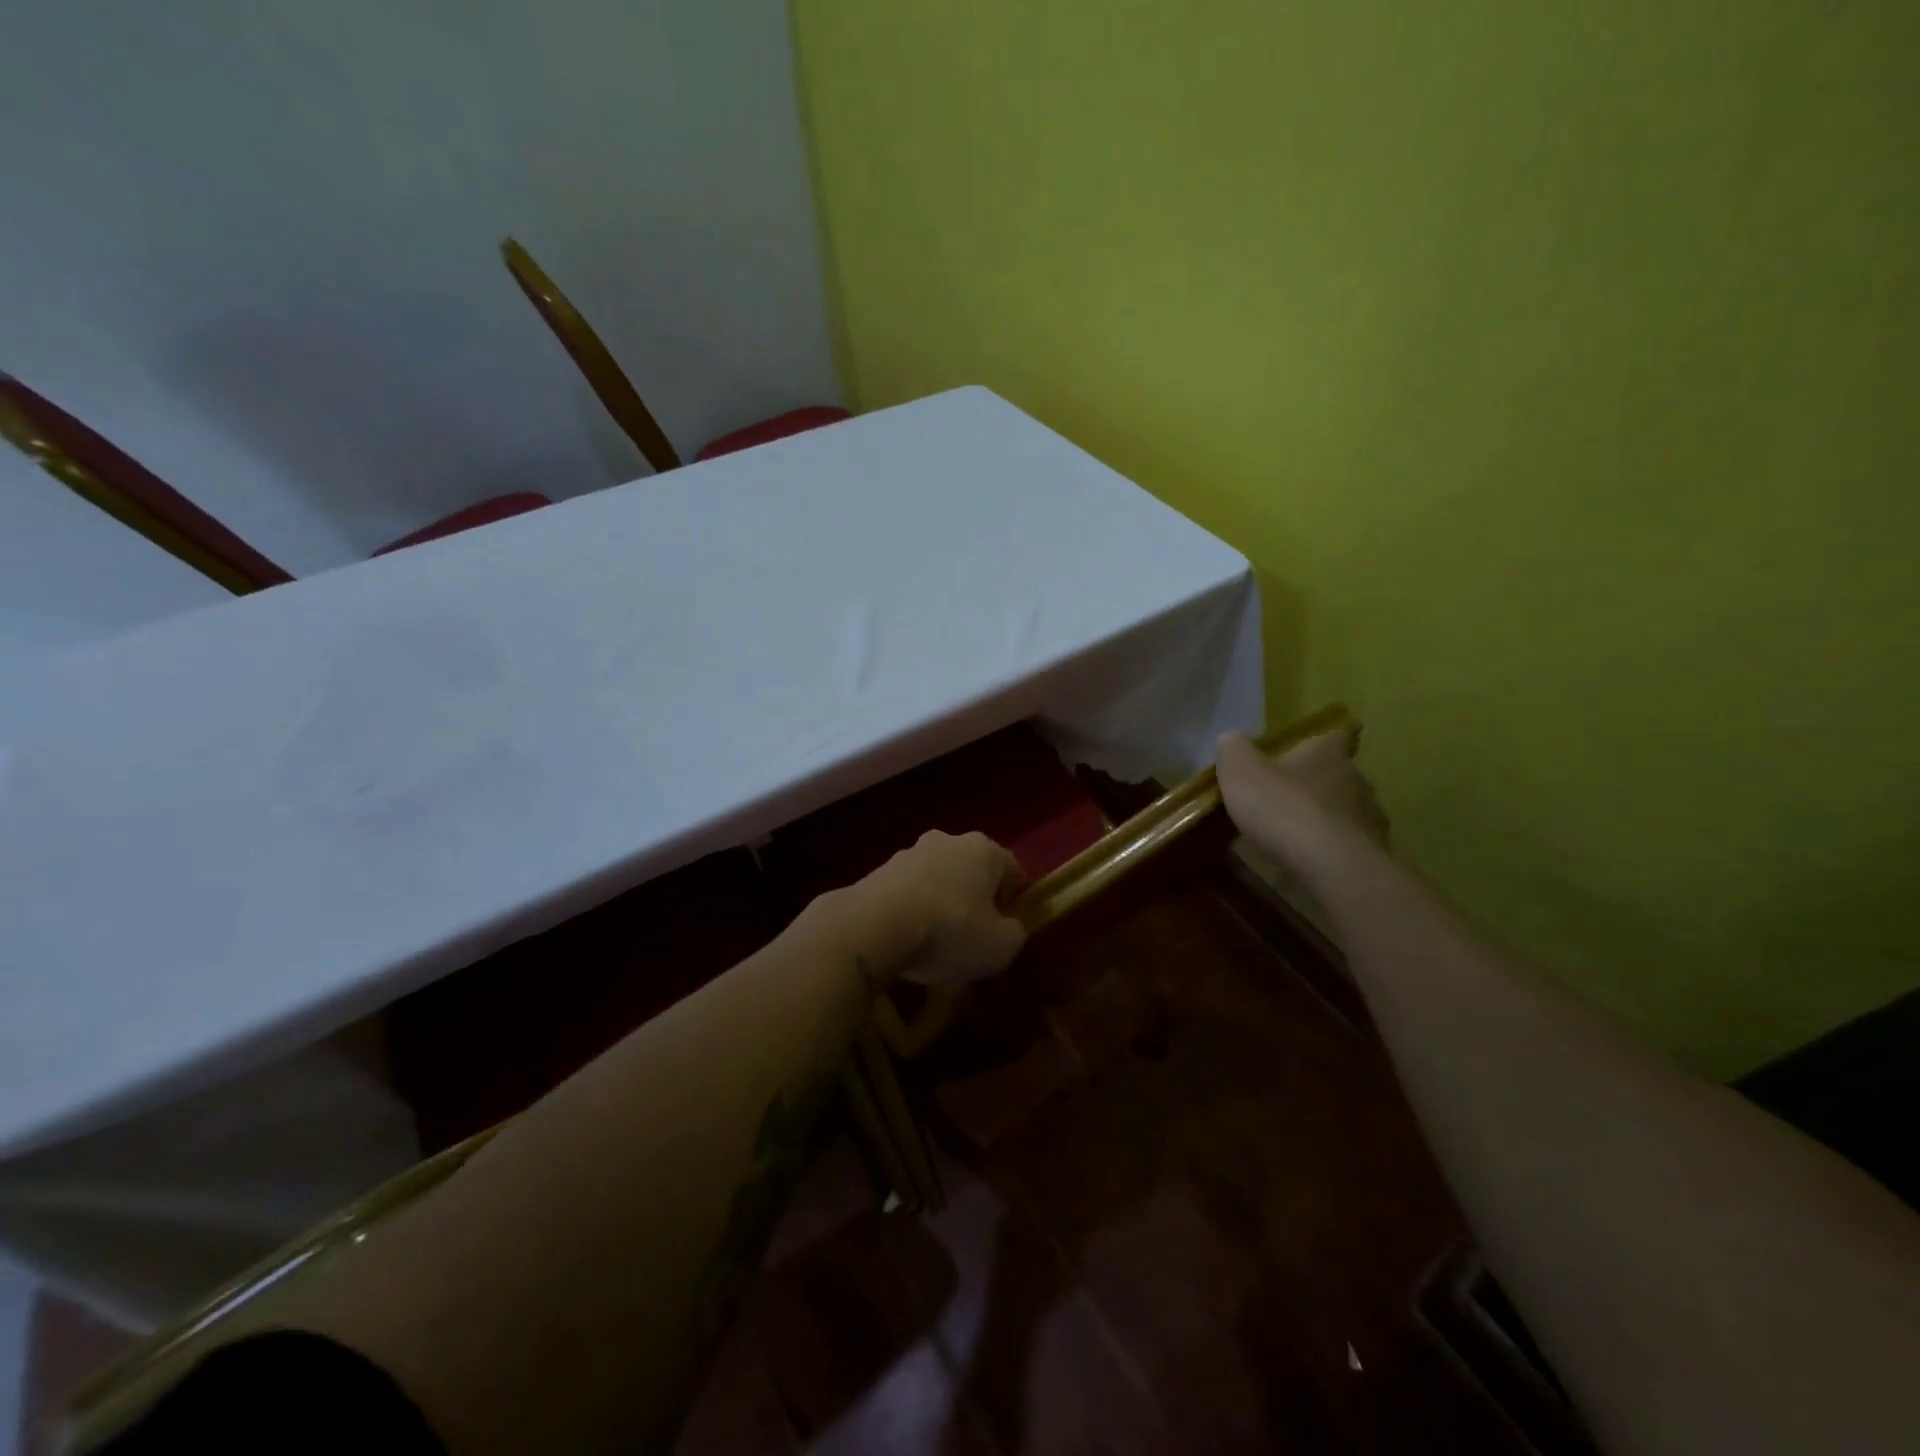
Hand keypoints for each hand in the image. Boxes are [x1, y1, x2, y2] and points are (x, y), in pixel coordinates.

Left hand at [836, 831, 1028, 985]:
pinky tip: (907, 940)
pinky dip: (912, 910)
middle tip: (975, 935)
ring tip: (936, 941)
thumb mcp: (1001, 946)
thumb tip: (1009, 928)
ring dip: (941, 902)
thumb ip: (1015, 934)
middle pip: (972, 871)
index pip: (1013, 870)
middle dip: (976, 898)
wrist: (874, 926)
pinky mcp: (878, 871)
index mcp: (983, 849)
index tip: (1010, 928)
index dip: (1017, 900)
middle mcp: (947, 840)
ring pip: (937, 879)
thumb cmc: (950, 930)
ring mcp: (909, 853)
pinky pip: (907, 892)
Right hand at [1216, 725, 1388, 879]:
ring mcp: (1368, 819)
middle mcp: (1356, 780)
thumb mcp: (1241, 770)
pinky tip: (1306, 864)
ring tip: (1292, 836)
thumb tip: (1232, 739)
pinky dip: (1329, 851)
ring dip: (1324, 819)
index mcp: (1328, 754)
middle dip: (1316, 785)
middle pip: (1340, 775)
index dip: (1323, 741)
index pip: (1337, 736)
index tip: (1309, 750)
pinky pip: (1347, 846)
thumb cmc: (1282, 807)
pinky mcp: (1371, 855)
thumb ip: (1235, 750)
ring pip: (1346, 812)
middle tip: (1285, 798)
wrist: (1328, 866)